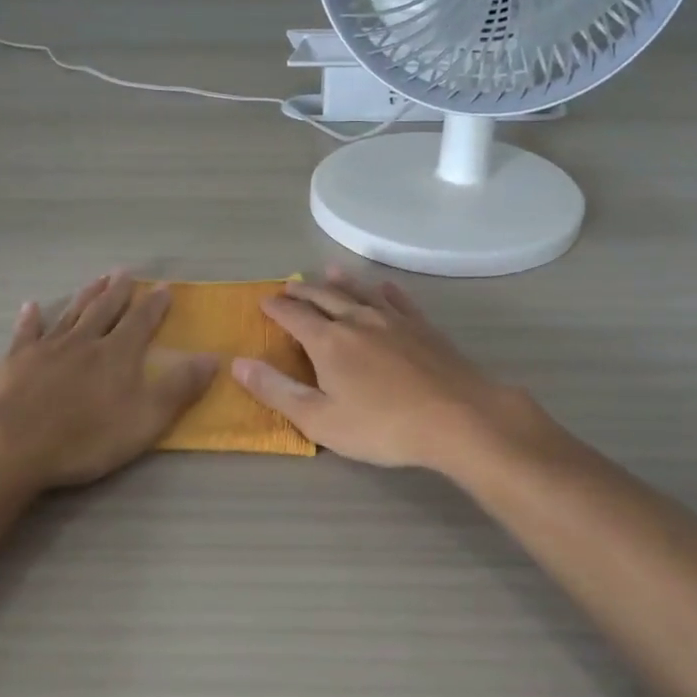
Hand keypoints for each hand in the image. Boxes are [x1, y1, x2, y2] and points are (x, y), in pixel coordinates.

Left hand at [0, 272, 217, 489]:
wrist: (15, 446)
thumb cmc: (87, 437)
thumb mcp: (146, 419)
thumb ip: (180, 387)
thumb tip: (213, 357)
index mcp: (118, 354)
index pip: (141, 321)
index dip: (154, 305)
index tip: (164, 287)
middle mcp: (85, 341)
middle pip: (105, 310)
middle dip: (118, 291)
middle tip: (125, 273)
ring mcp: (48, 348)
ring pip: (71, 314)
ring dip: (86, 296)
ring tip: (96, 280)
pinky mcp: (16, 361)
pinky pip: (26, 332)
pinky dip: (30, 318)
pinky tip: (31, 306)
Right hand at [230, 267, 545, 474]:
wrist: (458, 417)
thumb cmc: (383, 426)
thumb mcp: (320, 419)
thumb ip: (277, 391)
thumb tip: (238, 363)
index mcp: (328, 342)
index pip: (294, 316)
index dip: (276, 308)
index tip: (264, 302)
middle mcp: (357, 320)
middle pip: (324, 297)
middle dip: (303, 290)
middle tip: (289, 284)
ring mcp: (394, 321)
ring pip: (361, 292)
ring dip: (341, 282)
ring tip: (328, 270)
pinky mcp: (423, 328)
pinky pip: (399, 301)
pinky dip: (386, 291)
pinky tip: (385, 288)